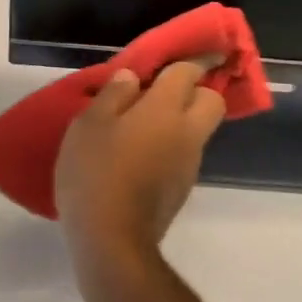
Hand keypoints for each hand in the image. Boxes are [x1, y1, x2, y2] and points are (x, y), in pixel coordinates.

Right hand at [56, 63, 226, 285]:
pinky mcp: (182, 191)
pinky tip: (138, 159)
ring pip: (198, 130)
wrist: (112, 243)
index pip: (188, 72)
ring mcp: (189, 165)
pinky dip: (169, 149)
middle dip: (195, 91)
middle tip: (159, 94)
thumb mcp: (89, 125)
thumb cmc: (96, 174)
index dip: (184, 61)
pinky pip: (184, 156)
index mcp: (166, 109)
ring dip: (180, 122)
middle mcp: (187, 132)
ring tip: (139, 128)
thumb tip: (132, 77)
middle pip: (212, 100)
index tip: (172, 58)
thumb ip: (113, 95)